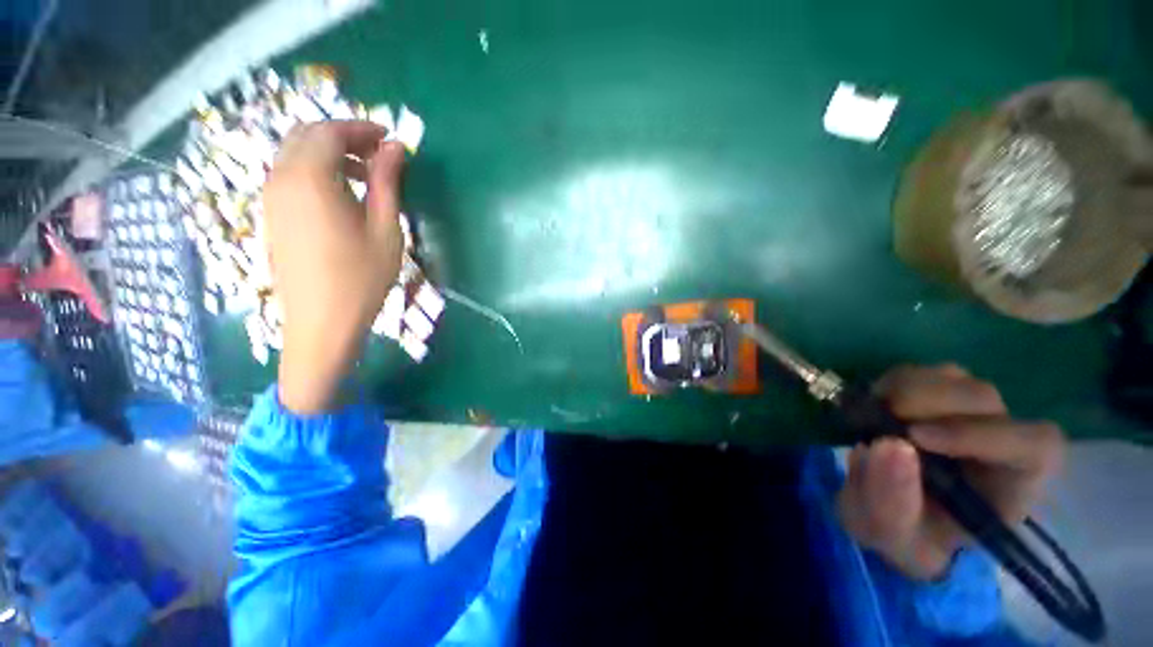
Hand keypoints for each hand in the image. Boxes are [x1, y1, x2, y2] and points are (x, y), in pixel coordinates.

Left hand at [262, 121, 406, 413]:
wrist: (322, 322)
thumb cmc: (362, 277)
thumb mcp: (384, 228)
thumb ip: (386, 182)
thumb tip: (395, 147)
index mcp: (309, 180)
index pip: (330, 132)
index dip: (361, 128)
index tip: (390, 138)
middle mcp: (281, 179)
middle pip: (307, 136)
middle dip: (344, 136)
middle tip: (379, 154)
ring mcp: (271, 197)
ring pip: (296, 153)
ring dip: (330, 152)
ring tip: (366, 174)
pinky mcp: (273, 214)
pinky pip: (290, 174)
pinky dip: (317, 169)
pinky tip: (343, 193)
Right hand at [836, 364, 1065, 580]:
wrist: (886, 514)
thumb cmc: (903, 536)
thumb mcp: (890, 536)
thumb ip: (892, 504)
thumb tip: (888, 445)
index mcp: (1011, 486)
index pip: (1034, 445)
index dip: (981, 433)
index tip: (915, 438)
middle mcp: (998, 440)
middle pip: (986, 399)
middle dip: (929, 403)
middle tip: (881, 420)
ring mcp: (964, 413)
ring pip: (953, 377)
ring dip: (906, 389)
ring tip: (873, 414)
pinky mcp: (932, 397)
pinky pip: (920, 372)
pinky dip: (892, 382)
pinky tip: (874, 404)